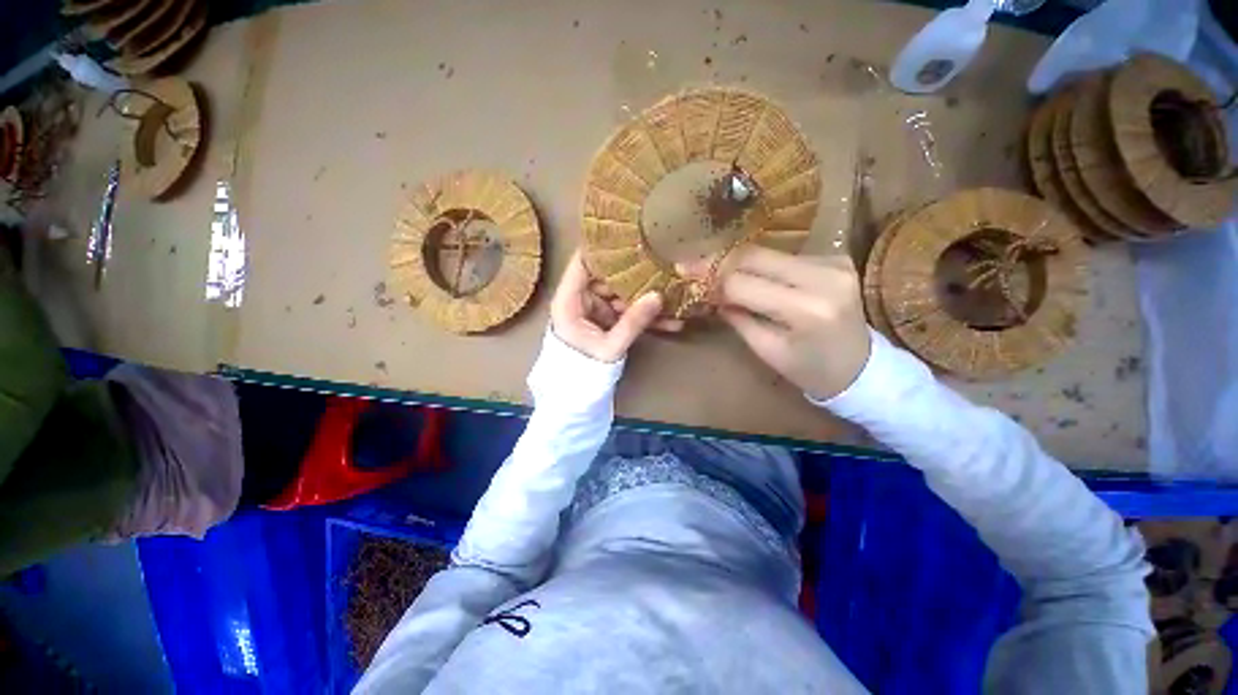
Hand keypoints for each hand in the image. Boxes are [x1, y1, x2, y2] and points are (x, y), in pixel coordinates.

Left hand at [551, 251, 682, 362]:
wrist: (577, 394)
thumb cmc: (583, 369)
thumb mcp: (610, 347)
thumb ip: (633, 322)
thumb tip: (658, 296)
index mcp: (569, 300)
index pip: (582, 262)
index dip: (602, 248)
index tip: (629, 238)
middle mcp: (582, 299)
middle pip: (608, 276)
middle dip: (635, 274)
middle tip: (662, 266)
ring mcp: (597, 309)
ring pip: (623, 294)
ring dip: (646, 297)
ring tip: (673, 294)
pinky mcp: (608, 320)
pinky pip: (627, 311)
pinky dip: (645, 316)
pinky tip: (669, 320)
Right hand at [682, 247, 870, 399]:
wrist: (862, 368)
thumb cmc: (810, 369)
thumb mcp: (766, 350)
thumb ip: (737, 317)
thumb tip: (710, 291)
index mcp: (806, 309)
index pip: (743, 283)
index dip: (711, 278)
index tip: (685, 274)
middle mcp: (824, 276)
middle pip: (755, 255)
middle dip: (719, 260)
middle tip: (692, 264)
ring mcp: (834, 262)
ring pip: (768, 251)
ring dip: (737, 261)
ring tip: (713, 271)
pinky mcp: (835, 258)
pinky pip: (784, 256)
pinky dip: (759, 264)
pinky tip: (746, 274)